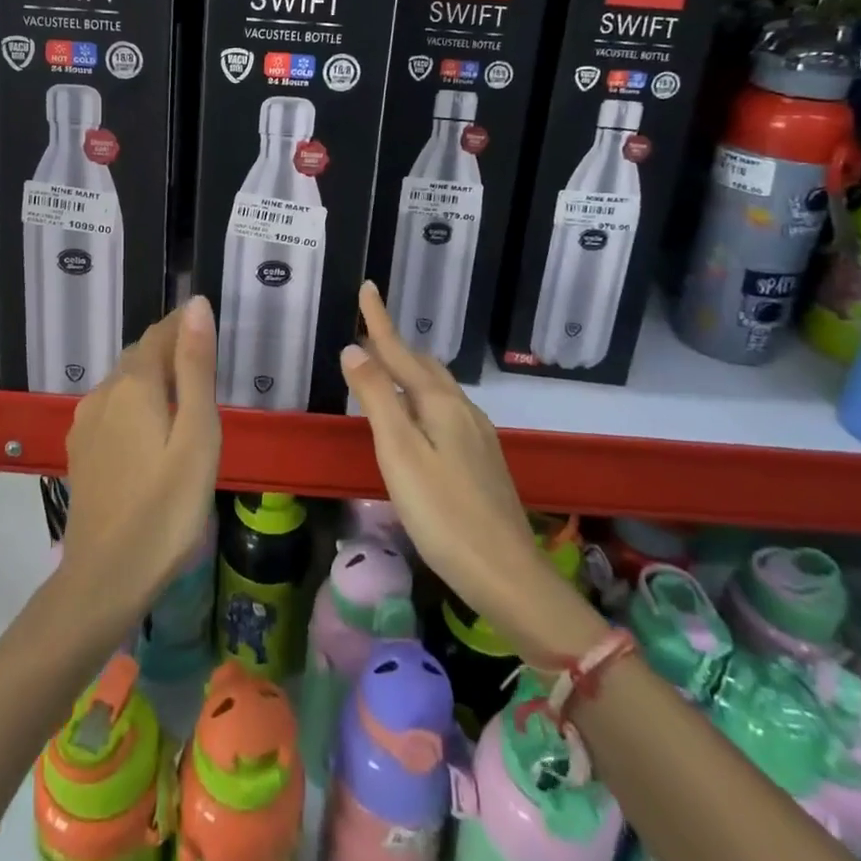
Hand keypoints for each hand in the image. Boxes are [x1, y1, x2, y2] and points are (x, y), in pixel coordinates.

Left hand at [59, 296, 220, 619]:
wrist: (105, 578)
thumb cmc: (166, 507)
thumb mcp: (196, 435)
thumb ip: (195, 368)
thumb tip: (197, 306)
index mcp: (133, 384)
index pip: (161, 333)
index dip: (185, 323)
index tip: (210, 323)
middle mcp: (103, 392)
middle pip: (140, 354)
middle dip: (170, 347)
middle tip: (205, 357)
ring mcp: (86, 422)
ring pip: (124, 381)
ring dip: (152, 375)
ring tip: (184, 390)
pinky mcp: (81, 449)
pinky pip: (112, 406)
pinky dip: (136, 401)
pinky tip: (151, 426)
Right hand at [340, 283, 601, 657]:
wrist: (506, 573)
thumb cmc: (443, 512)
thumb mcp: (399, 453)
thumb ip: (377, 398)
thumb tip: (353, 348)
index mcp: (439, 403)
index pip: (400, 351)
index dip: (379, 321)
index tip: (368, 287)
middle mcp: (462, 409)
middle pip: (422, 366)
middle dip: (394, 345)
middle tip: (368, 332)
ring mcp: (478, 434)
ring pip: (437, 388)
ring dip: (410, 371)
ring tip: (387, 369)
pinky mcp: (482, 459)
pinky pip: (446, 410)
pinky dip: (423, 398)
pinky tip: (419, 419)